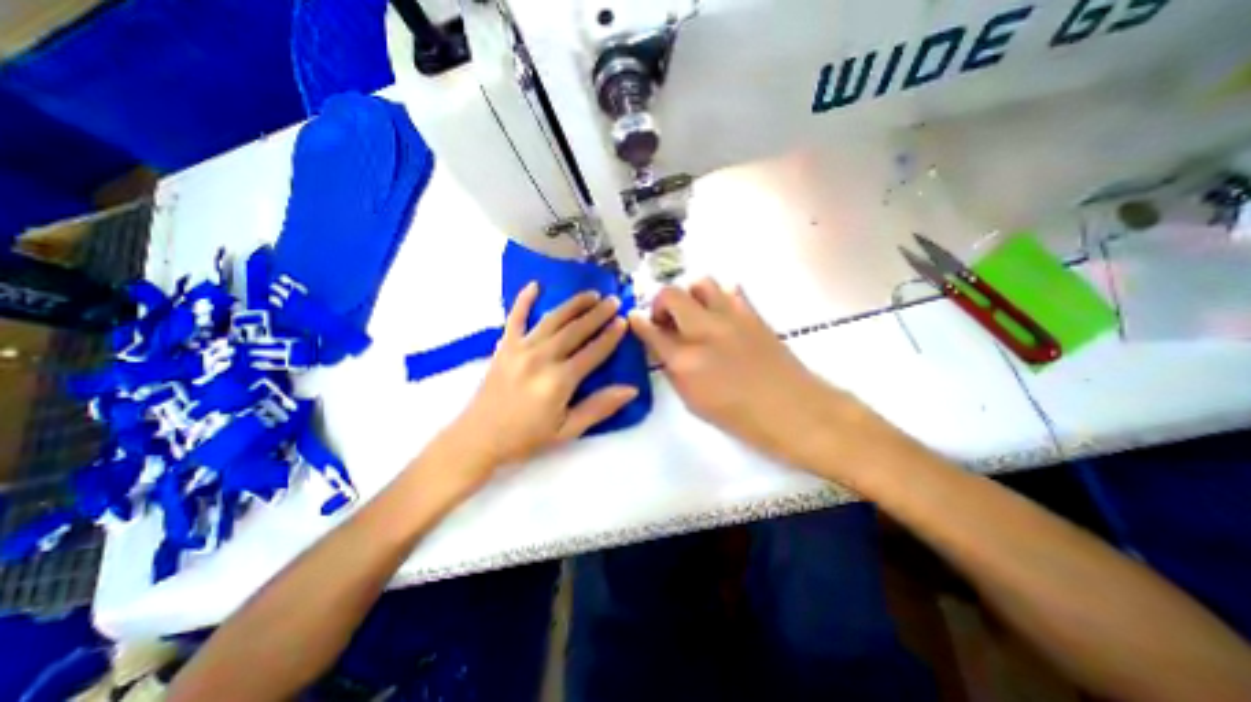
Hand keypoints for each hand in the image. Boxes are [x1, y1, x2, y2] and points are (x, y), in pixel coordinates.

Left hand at [440, 281, 635, 483]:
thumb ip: (599, 407)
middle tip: (614, 300)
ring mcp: (521, 348)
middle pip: (576, 330)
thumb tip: (631, 390)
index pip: (593, 352)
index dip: (610, 336)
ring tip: (591, 294)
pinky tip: (535, 285)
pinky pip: (515, 317)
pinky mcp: (504, 346)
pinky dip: (523, 300)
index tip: (624, 321)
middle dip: (598, 313)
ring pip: (553, 319)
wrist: (479, 438)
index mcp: (559, 380)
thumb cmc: (526, 437)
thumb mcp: (568, 430)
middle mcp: (542, 357)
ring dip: (574, 304)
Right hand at [632, 279, 843, 459]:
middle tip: (665, 319)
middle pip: (672, 294)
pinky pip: (730, 290)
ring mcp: (732, 317)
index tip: (634, 318)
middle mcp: (705, 331)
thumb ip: (674, 370)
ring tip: (693, 315)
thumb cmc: (740, 417)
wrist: (794, 410)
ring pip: (701, 283)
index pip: (652, 331)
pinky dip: (718, 298)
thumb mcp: (694, 402)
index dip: (638, 322)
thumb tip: (664, 349)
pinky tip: (720, 316)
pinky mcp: (753, 313)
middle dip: (661, 302)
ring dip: (690, 295)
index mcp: (687, 361)